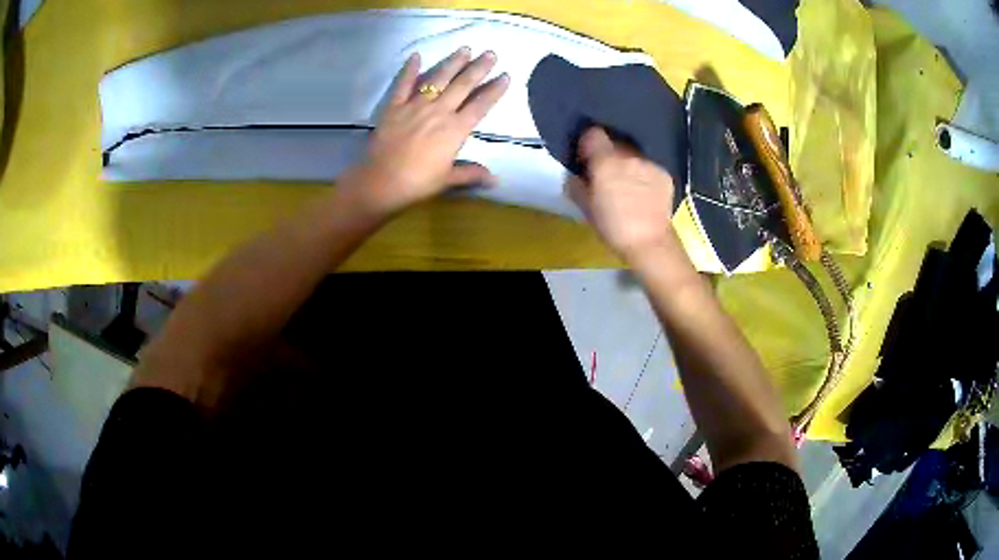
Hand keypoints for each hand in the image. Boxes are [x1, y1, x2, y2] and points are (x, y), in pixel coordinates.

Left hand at [351, 47, 510, 215]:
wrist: (382, 181)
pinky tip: (416, 56)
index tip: (505, 76)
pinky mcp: (394, 107)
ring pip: (438, 79)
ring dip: (452, 62)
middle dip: (478, 68)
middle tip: (490, 53)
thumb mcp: (447, 180)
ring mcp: (416, 106)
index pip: (481, 105)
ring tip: (464, 49)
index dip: (494, 90)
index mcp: (456, 129)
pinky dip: (409, 69)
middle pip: (463, 85)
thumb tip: (495, 180)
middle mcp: (439, 111)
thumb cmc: (417, 183)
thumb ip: (471, 174)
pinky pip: (403, 84)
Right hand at [566, 127, 676, 261]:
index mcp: (605, 161)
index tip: (586, 159)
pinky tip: (643, 194)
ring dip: (627, 165)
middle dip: (608, 156)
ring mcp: (649, 164)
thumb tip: (576, 174)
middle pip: (614, 144)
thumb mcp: (584, 208)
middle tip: (606, 177)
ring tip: (627, 187)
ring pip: (632, 156)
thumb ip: (575, 184)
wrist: (649, 243)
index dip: (587, 144)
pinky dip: (643, 175)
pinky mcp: (664, 174)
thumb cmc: (612, 227)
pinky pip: (648, 167)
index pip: (593, 133)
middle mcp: (628, 156)